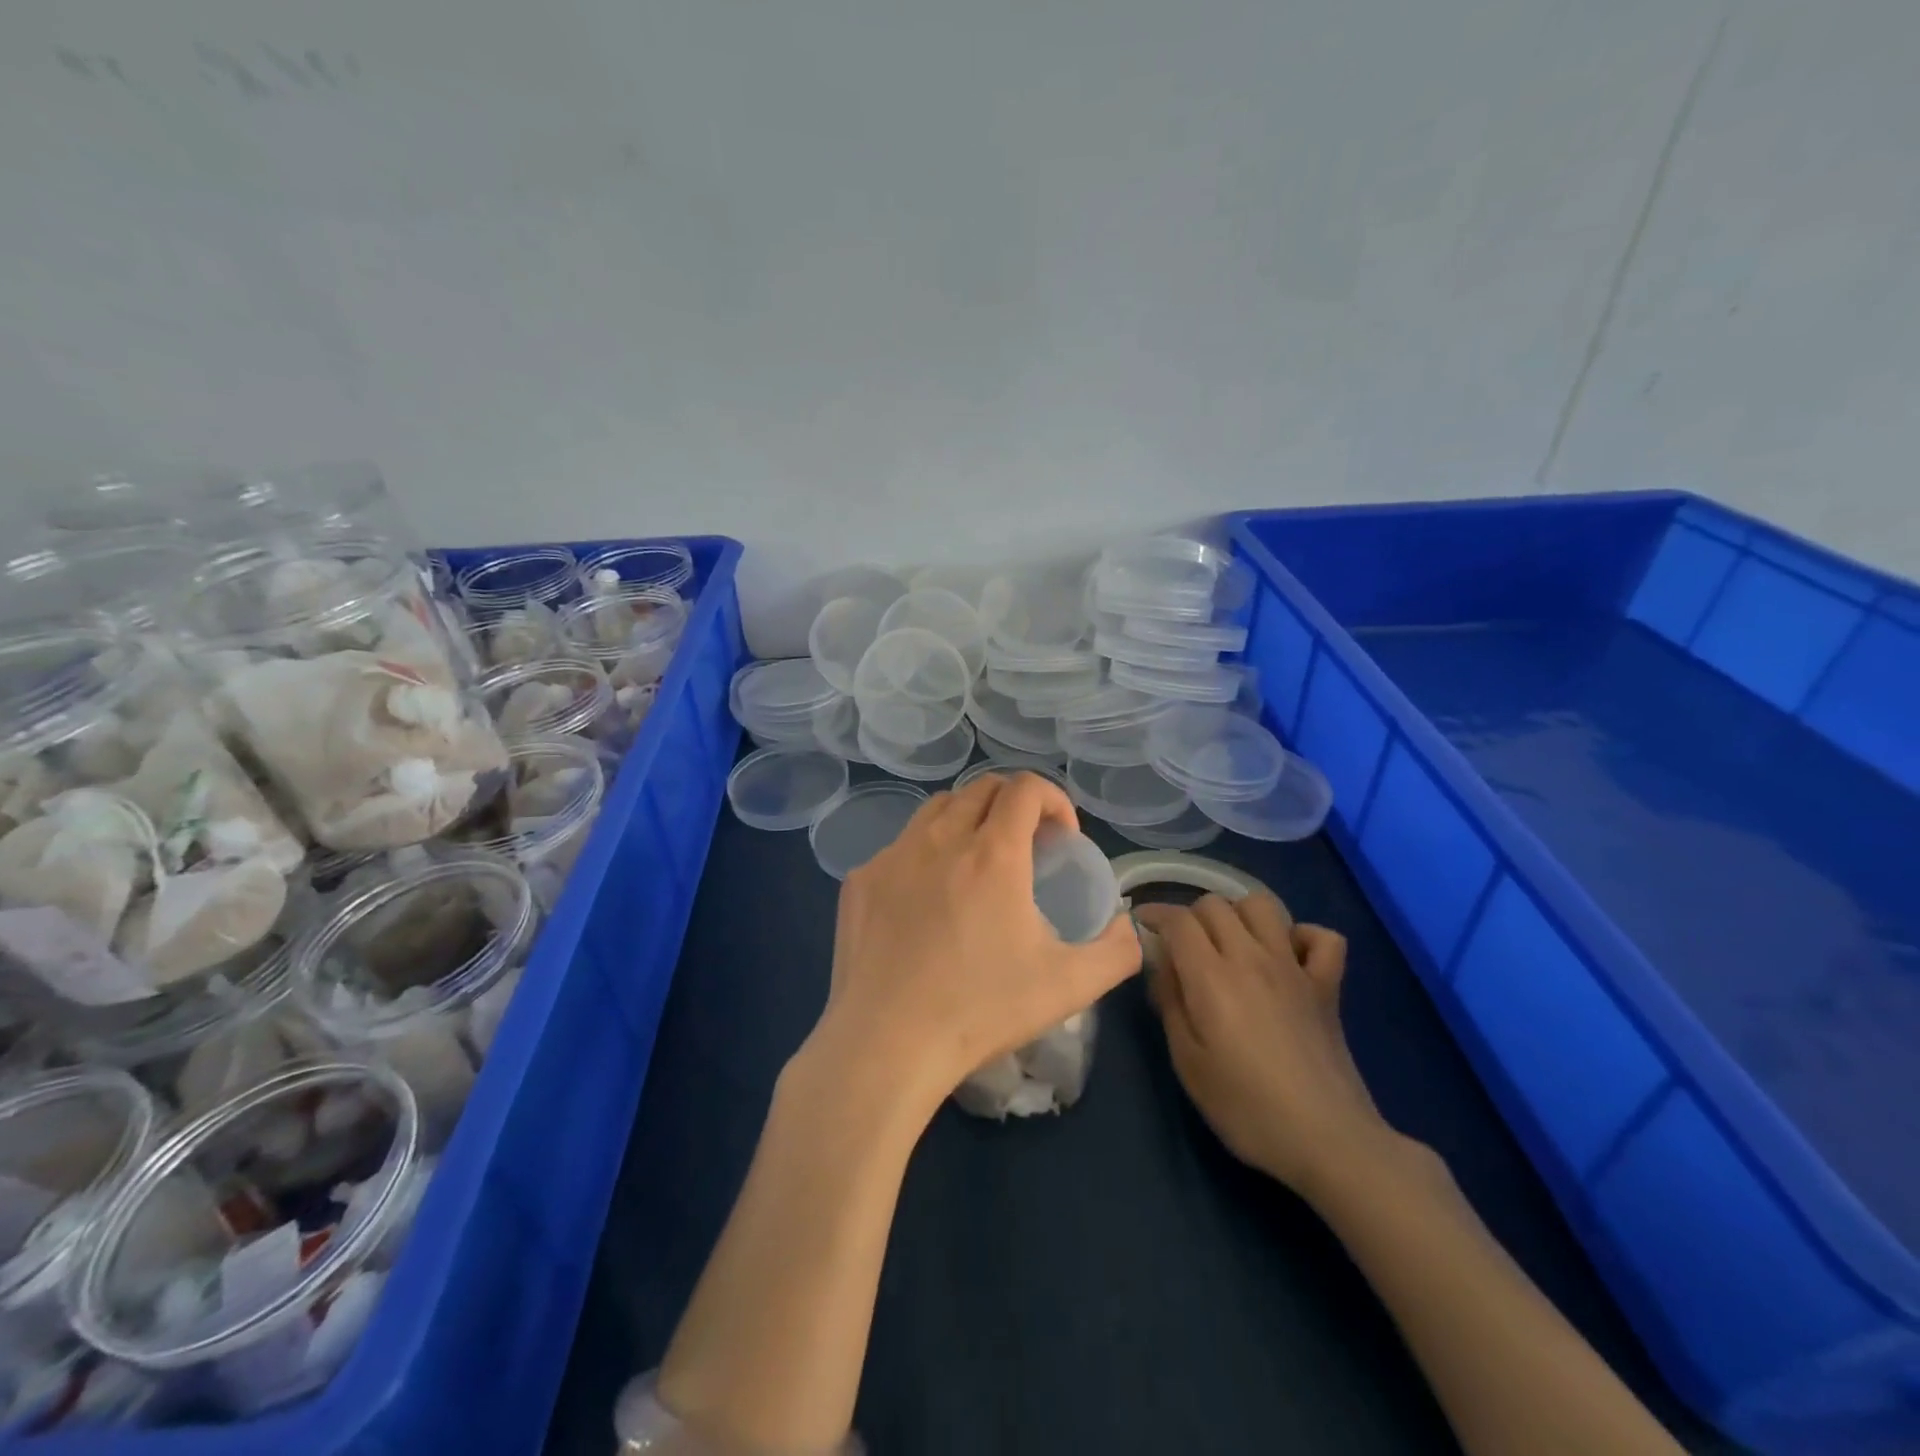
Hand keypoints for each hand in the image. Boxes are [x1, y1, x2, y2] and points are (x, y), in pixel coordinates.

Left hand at [813, 771, 1140, 1121]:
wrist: (886, 1044)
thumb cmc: (981, 1010)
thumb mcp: (1070, 986)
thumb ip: (1116, 950)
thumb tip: (1125, 924)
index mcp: (993, 854)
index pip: (1026, 788)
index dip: (1053, 799)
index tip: (1062, 838)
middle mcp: (940, 839)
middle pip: (981, 788)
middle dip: (1013, 803)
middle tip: (1026, 846)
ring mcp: (893, 856)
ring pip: (936, 808)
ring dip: (968, 819)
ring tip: (976, 863)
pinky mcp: (861, 880)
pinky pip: (900, 847)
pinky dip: (925, 855)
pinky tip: (927, 902)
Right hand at [1134, 893, 1387, 1196]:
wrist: (1328, 1140)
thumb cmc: (1246, 1108)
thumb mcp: (1187, 1062)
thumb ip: (1169, 1003)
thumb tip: (1162, 965)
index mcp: (1212, 977)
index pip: (1178, 920)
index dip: (1154, 914)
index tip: (1141, 925)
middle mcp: (1252, 958)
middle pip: (1215, 904)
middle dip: (1190, 916)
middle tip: (1182, 947)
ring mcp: (1294, 967)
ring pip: (1262, 905)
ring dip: (1239, 914)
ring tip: (1229, 944)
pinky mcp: (1327, 985)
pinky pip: (1322, 937)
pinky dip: (1301, 936)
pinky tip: (1286, 957)